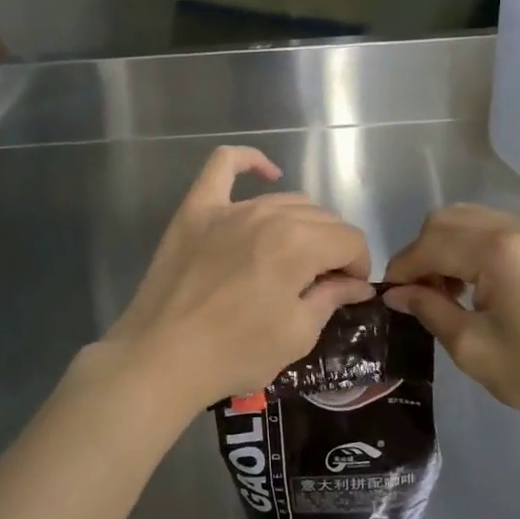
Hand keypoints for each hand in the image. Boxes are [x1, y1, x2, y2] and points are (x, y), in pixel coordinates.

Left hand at [90, 146, 374, 420]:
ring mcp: (230, 208)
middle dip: (334, 248)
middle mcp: (270, 214)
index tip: (349, 290)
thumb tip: (357, 283)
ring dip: (302, 225)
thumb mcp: (297, 334)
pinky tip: (266, 172)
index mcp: (300, 244)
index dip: (359, 266)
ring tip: (294, 257)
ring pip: (285, 200)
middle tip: (322, 283)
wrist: (160, 358)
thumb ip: (332, 298)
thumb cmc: (234, 353)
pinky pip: (222, 165)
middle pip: (322, 218)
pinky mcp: (196, 209)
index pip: (350, 239)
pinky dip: (248, 160)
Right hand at [383, 204, 519, 439]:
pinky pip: (495, 228)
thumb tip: (396, 292)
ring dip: (446, 247)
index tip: (389, 297)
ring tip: (446, 291)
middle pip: (446, 220)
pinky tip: (476, 284)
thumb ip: (429, 310)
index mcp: (496, 249)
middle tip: (419, 294)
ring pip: (469, 219)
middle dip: (422, 252)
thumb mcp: (473, 348)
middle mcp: (515, 226)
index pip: (429, 245)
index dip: (402, 269)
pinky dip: (471, 246)